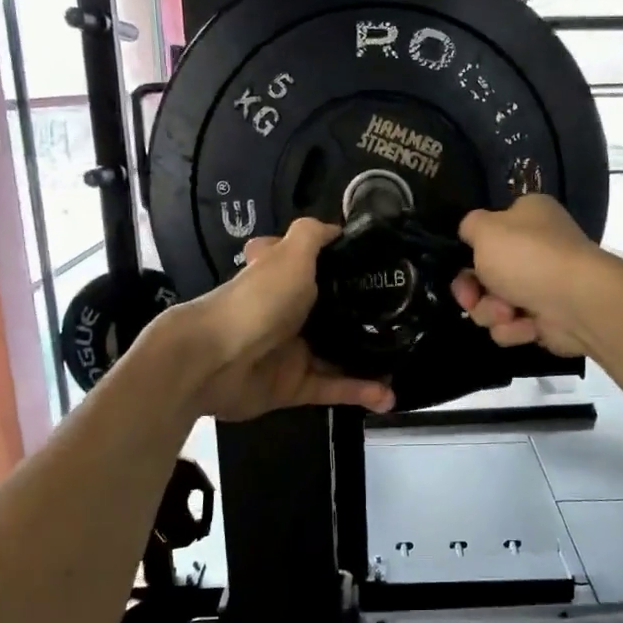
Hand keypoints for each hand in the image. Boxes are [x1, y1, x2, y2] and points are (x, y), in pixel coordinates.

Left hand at [162, 217, 393, 420]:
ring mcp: (292, 351)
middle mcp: (290, 313)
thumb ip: (313, 236)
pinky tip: (388, 396)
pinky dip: (360, 392)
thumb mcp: (289, 254)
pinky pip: (333, 388)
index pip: (317, 266)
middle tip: (407, 322)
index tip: (382, 271)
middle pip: (336, 314)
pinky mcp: (294, 387)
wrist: (214, 361)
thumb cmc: (257, 301)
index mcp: (286, 279)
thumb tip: (339, 227)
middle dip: (369, 320)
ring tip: (405, 364)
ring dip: (372, 361)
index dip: (344, 266)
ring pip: (340, 355)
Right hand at [450, 194, 622, 357]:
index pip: (488, 232)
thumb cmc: (528, 257)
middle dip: (473, 291)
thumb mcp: (486, 229)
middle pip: (483, 274)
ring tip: (508, 313)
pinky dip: (514, 328)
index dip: (470, 251)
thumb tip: (471, 233)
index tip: (461, 264)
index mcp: (527, 217)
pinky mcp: (546, 319)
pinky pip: (511, 327)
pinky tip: (527, 326)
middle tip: (470, 299)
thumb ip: (470, 226)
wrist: (578, 303)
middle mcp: (536, 248)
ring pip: (492, 304)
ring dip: (492, 311)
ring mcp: (541, 285)